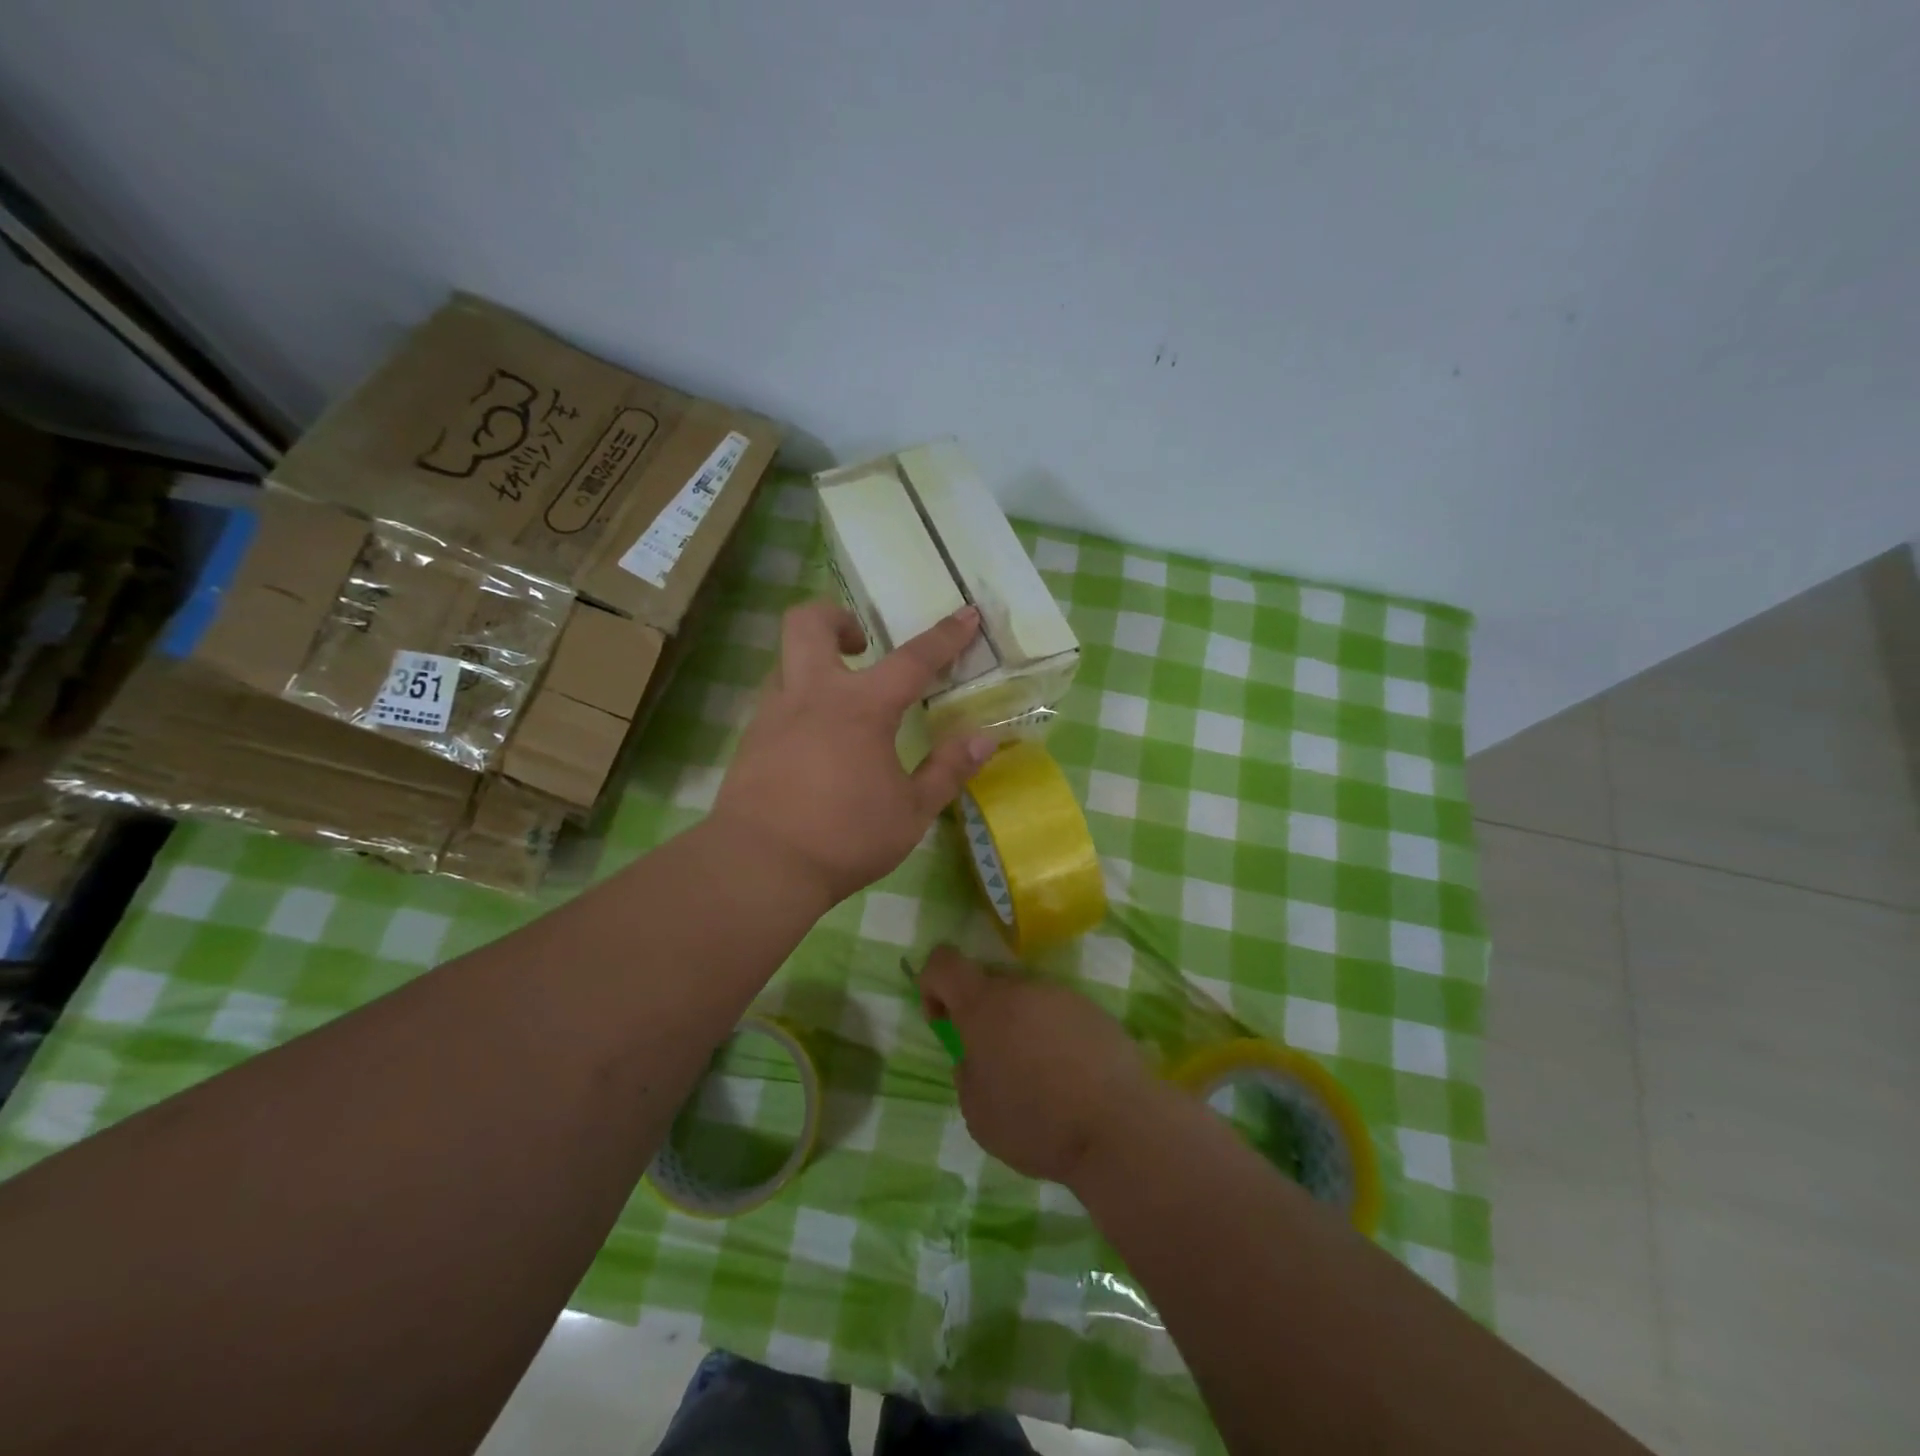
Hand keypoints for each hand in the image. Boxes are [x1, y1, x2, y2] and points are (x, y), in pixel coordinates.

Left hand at [710, 601, 995, 904]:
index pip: (912, 660)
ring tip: (841, 702)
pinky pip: (776, 700)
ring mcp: (773, 714)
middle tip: (861, 643)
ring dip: (815, 662)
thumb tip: (984, 739)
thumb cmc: (844, 837)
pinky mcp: (750, 740)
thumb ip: (948, 770)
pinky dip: (799, 704)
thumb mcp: (911, 812)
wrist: (759, 866)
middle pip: (808, 622)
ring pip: (786, 659)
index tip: (967, 614)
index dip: (945, 636)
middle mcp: (812, 695)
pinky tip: (814, 744)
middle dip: (837, 617)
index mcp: (862, 707)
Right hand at [919, 945, 1168, 1184]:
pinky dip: (1053, 1036)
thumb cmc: (1038, 1122)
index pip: (944, 961)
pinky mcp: (1093, 1010)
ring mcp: (1061, 995)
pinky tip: (1069, 1078)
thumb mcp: (978, 1113)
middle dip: (982, 1016)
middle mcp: (1022, 988)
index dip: (932, 983)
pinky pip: (1058, 1014)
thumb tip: (975, 1058)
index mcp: (984, 1006)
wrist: (1120, 1125)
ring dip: (1020, 1028)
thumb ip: (966, 1074)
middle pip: (988, 984)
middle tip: (995, 1063)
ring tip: (1038, 1078)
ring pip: (1026, 1000)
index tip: (943, 1021)